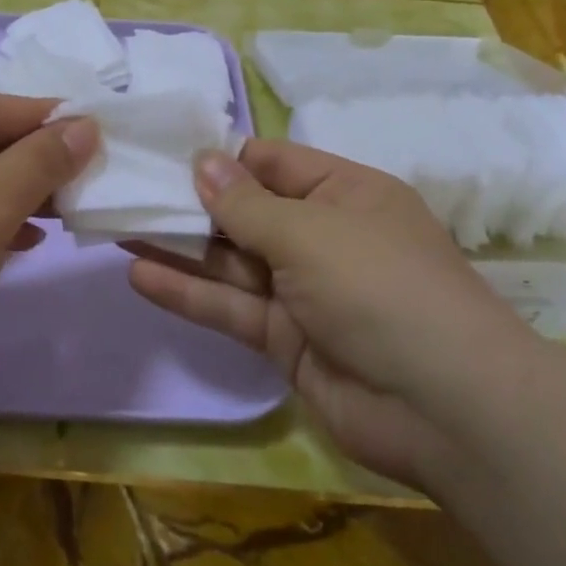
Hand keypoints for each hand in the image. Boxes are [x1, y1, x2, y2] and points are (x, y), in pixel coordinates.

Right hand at [126, 140, 537, 484]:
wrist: (444, 407)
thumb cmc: (380, 287)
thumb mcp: (310, 232)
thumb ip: (246, 204)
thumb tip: (202, 162)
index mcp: (345, 193)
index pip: (273, 163)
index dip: (222, 160)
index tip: (164, 158)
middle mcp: (324, 237)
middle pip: (247, 213)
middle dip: (191, 206)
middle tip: (128, 193)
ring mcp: (305, 291)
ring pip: (232, 262)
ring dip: (180, 249)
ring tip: (120, 229)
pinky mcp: (287, 339)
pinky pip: (232, 307)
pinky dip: (190, 293)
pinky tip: (140, 276)